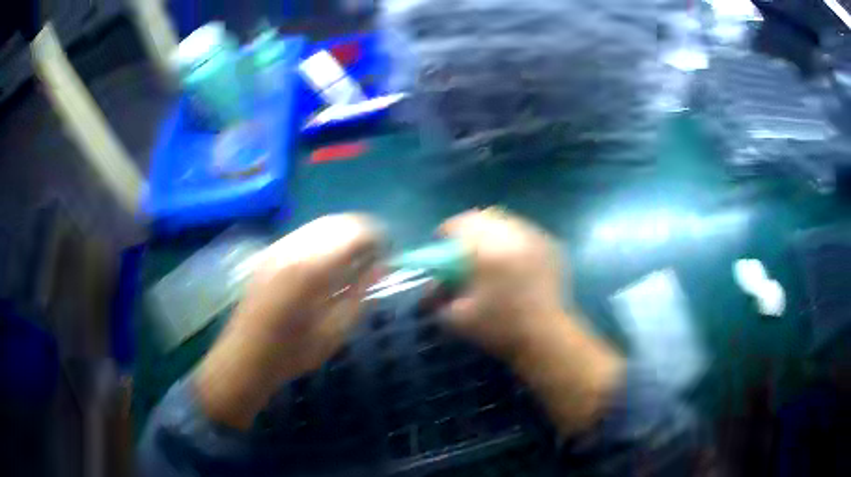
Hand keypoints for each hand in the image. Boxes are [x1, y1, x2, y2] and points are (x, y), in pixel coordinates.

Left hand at [195, 214, 382, 428]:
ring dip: (344, 234)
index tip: (389, 254)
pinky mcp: (270, 252)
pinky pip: (306, 233)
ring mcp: (278, 247)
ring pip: (321, 223)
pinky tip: (329, 261)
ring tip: (354, 258)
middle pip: (339, 221)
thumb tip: (382, 266)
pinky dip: (325, 239)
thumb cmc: (293, 352)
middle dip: (363, 232)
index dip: (378, 238)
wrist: (245, 356)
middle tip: (375, 256)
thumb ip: (360, 294)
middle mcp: (293, 247)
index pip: (355, 233)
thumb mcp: (335, 331)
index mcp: (312, 269)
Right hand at [439, 209, 623, 434]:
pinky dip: (514, 241)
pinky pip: (526, 233)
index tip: (441, 244)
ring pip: (508, 222)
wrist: (546, 337)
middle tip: (464, 248)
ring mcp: (536, 238)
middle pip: (485, 216)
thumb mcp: (457, 317)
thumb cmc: (499, 327)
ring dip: (493, 232)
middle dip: (470, 228)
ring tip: (489, 253)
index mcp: (487, 248)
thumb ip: (439, 297)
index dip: (446, 231)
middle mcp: (513, 235)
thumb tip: (433, 286)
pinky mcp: (551, 247)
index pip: (460, 224)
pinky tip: (513, 261)